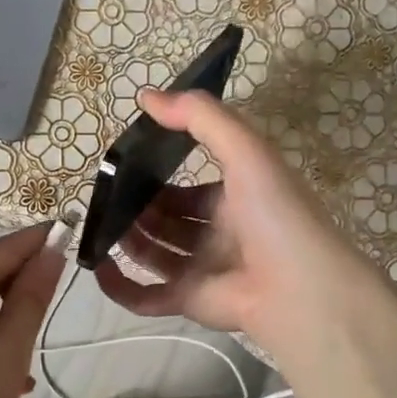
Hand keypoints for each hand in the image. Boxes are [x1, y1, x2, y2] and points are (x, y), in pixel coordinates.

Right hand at [93, 88, 380, 354]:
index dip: (160, 175)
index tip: (126, 164)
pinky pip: (146, 296)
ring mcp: (202, 269)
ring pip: (154, 253)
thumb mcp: (245, 150)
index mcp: (235, 199)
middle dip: (138, 208)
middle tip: (105, 195)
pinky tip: (96, 266)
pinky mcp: (188, 301)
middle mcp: (218, 234)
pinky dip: (119, 286)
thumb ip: (200, 117)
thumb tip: (146, 96)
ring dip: (127, 239)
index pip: (190, 187)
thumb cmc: (274, 214)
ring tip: (98, 223)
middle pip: (168, 220)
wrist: (300, 289)